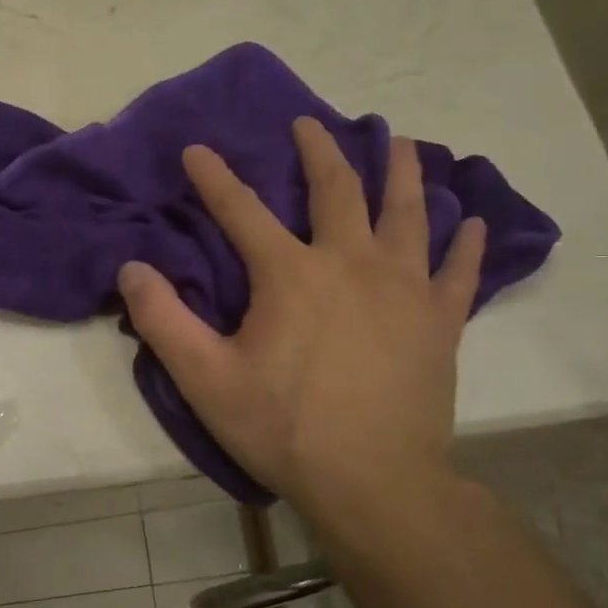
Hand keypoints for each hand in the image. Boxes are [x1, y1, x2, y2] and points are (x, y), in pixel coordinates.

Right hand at [117, 118, 484, 519]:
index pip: (241, 209)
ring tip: (405, 142)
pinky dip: (469, 245)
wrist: (375, 484)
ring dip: (403, 173)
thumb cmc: (285, 428)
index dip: (214, 177)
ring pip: (409, 214)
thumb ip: (163, 320)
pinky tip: (476, 222)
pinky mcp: (440, 322)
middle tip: (310, 124)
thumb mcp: (206, 379)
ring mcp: (404, 289)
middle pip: (338, 190)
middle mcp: (351, 263)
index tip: (198, 150)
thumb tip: (131, 268)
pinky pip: (460, 273)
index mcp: (291, 274)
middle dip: (320, 151)